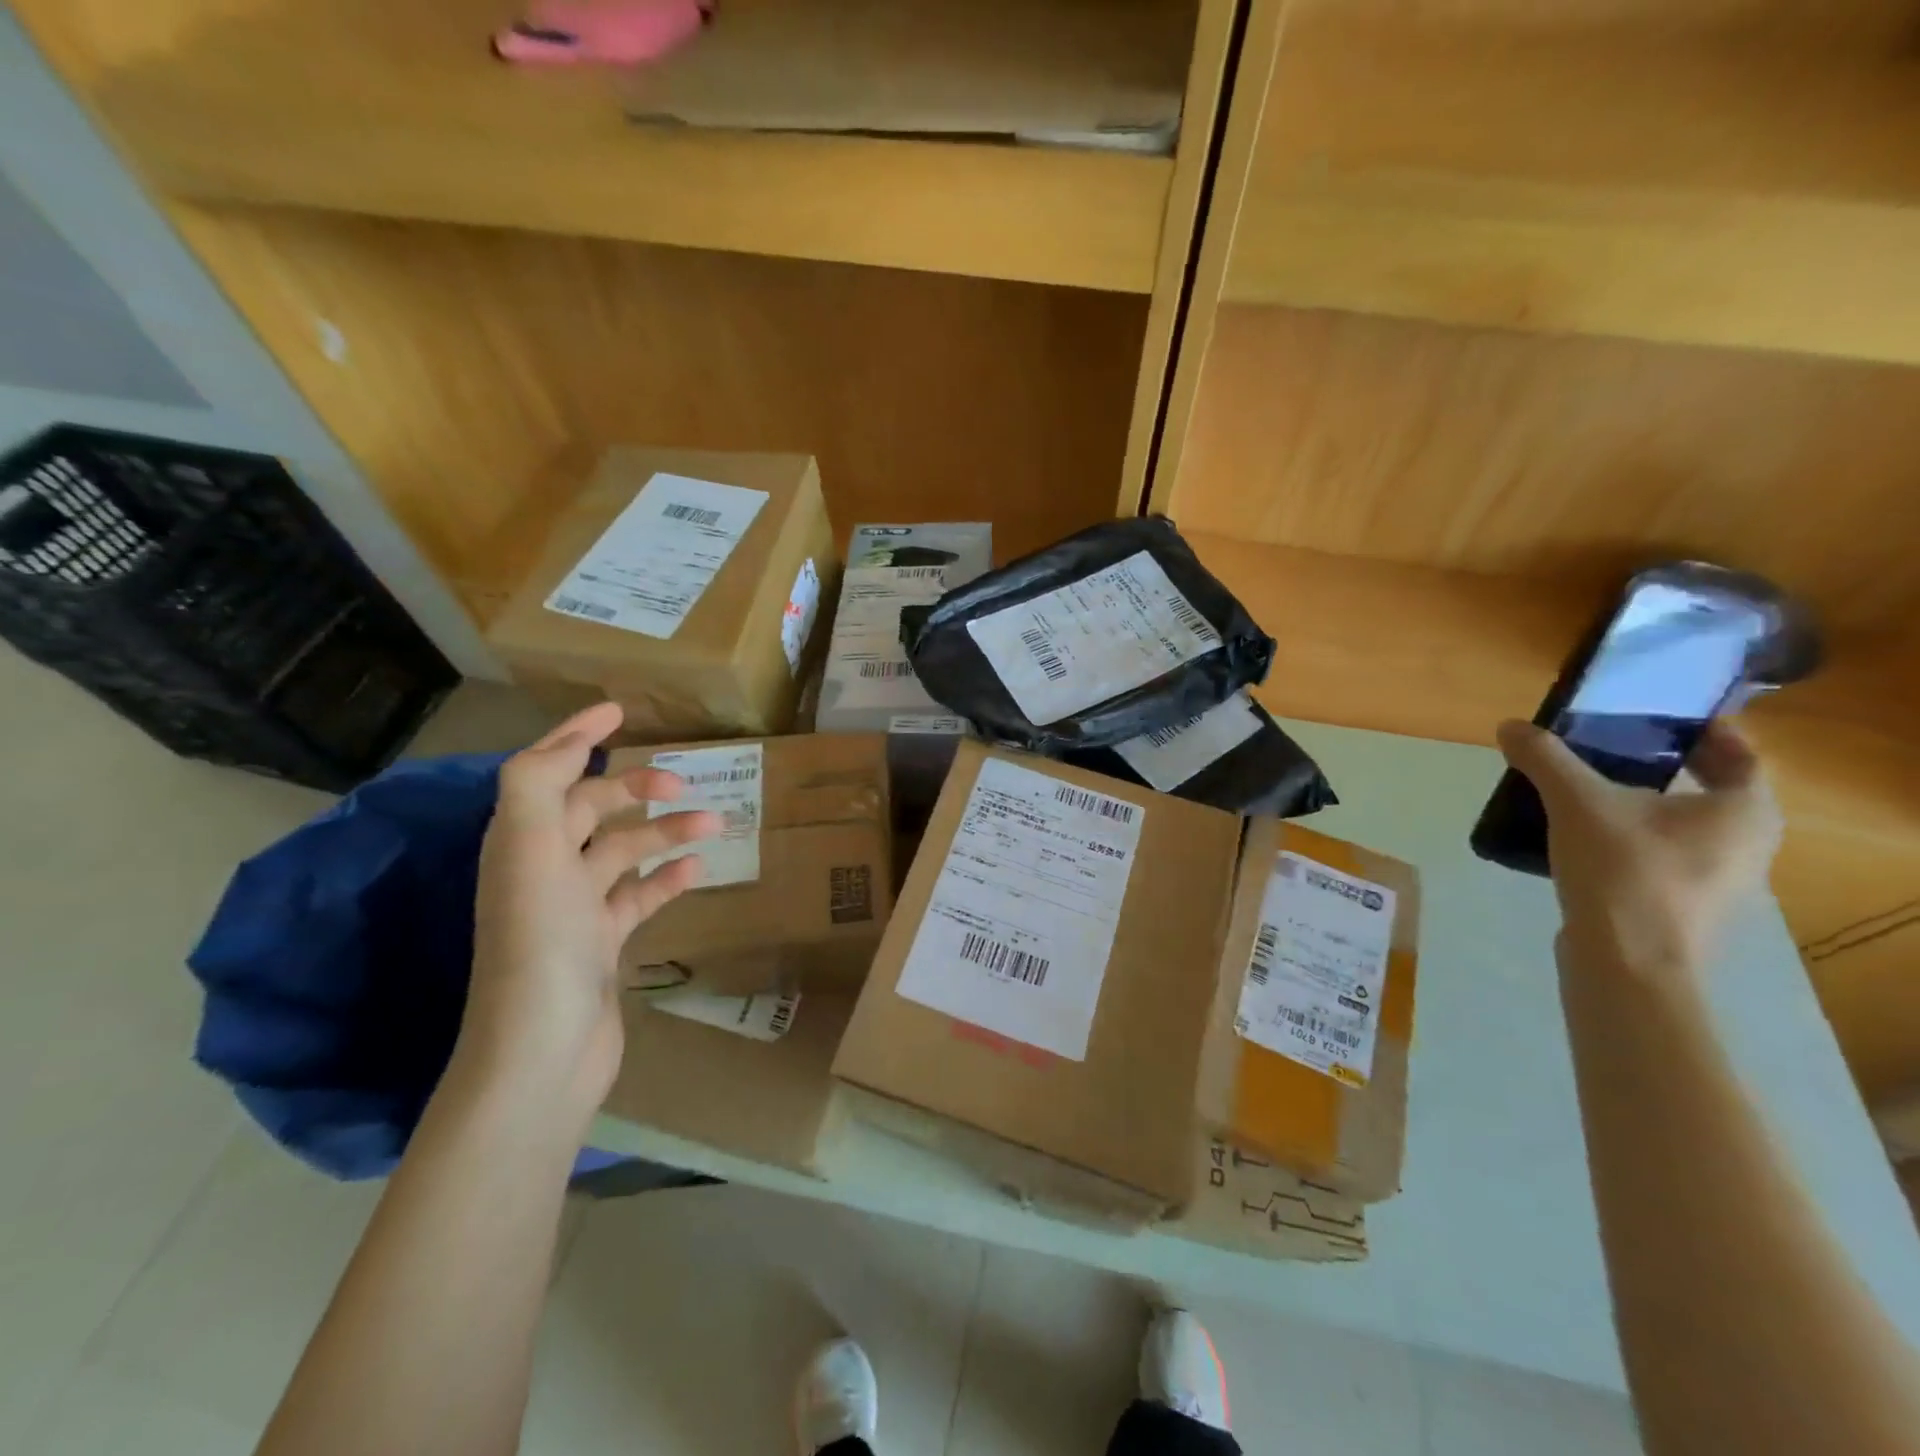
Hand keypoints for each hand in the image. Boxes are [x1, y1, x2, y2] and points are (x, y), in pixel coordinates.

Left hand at [461, 703, 720, 1127]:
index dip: (576, 737)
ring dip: (666, 832)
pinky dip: (667, 879)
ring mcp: (574, 910)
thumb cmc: (541, 944)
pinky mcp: (602, 944)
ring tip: (715, 822)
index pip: (544, 771)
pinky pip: (639, 897)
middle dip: (636, 789)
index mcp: (521, 842)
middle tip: (683, 781)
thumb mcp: (530, 852)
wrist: (542, 1051)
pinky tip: (699, 869)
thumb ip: (536, 786)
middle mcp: (543, 869)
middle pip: (590, 810)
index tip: (620, 711)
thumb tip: (568, 744)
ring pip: (624, 852)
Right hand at [1497, 719, 1783, 981]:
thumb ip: (1545, 759)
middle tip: (1612, 746)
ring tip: (1586, 788)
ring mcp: (1718, 880)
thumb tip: (1510, 726)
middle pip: (1710, 790)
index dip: (1705, 731)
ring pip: (1683, 825)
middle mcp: (1748, 844)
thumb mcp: (1577, 803)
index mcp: (1744, 811)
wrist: (1626, 961)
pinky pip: (1661, 854)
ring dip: (1642, 804)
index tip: (1661, 716)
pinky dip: (1630, 837)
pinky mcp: (1682, 905)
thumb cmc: (1624, 871)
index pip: (1741, 755)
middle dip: (1664, 766)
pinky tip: (1582, 836)